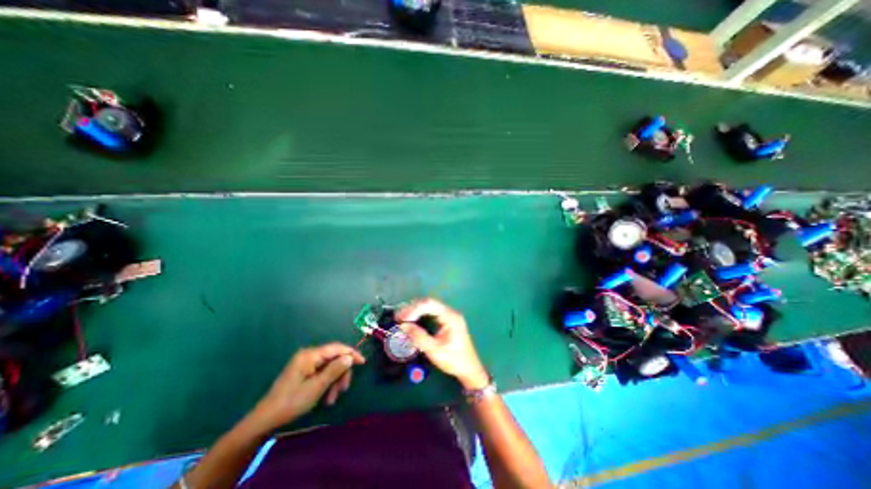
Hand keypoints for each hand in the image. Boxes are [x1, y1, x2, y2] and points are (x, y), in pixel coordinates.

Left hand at [249, 343, 364, 430]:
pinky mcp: (304, 372)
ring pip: (330, 367)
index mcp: (310, 355)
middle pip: (334, 359)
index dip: (351, 353)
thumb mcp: (316, 387)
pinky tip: (326, 397)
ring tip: (332, 399)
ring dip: (334, 382)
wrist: (265, 420)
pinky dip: (327, 384)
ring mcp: (306, 364)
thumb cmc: (291, 402)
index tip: (362, 362)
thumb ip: (335, 370)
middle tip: (343, 390)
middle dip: (340, 374)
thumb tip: (350, 357)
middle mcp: (309, 355)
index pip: (337, 348)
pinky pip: (322, 373)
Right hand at [398, 298, 489, 389]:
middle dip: (412, 308)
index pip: (429, 304)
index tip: (401, 318)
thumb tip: (403, 326)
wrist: (470, 370)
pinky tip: (412, 320)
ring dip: (415, 311)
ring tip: (402, 318)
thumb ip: (419, 337)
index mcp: (450, 317)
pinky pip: (432, 313)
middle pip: (429, 303)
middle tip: (398, 317)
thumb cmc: (454, 360)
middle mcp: (450, 313)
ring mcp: (449, 316)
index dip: (414, 309)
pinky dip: (421, 315)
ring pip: (430, 307)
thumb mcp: (434, 350)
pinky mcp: (447, 321)